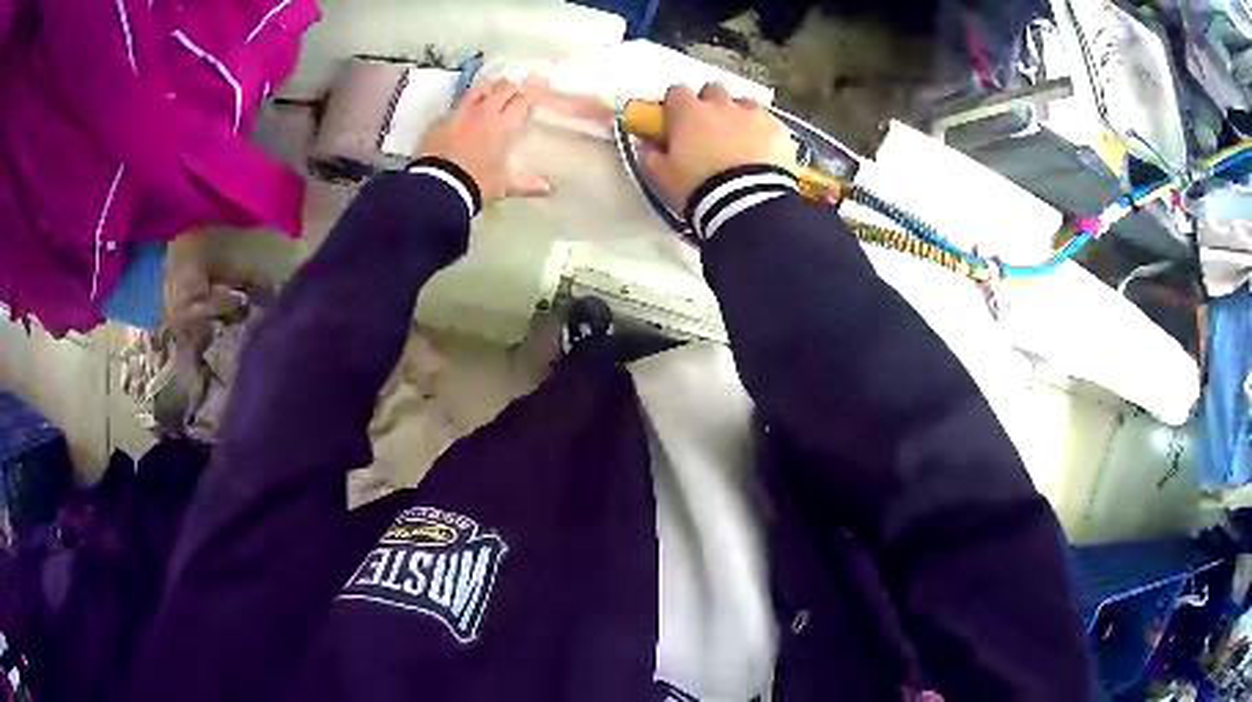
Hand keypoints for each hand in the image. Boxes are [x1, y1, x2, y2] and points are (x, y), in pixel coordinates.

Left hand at [418, 79, 551, 200]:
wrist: (438, 185)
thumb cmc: (477, 183)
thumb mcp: (504, 185)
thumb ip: (527, 184)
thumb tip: (548, 188)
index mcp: (504, 125)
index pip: (522, 101)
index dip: (532, 93)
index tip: (538, 86)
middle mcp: (485, 113)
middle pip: (502, 90)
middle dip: (511, 89)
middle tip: (515, 92)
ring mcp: (461, 113)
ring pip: (479, 90)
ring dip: (488, 89)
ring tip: (491, 92)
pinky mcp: (442, 120)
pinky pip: (457, 105)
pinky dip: (465, 105)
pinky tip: (464, 112)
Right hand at [641, 83, 795, 212]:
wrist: (746, 203)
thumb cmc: (698, 188)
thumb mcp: (662, 176)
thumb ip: (651, 154)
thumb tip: (647, 144)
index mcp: (689, 112)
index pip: (677, 92)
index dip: (677, 104)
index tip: (677, 120)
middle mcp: (721, 105)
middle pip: (713, 90)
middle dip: (710, 104)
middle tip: (710, 129)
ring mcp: (753, 114)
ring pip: (744, 103)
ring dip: (739, 115)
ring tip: (740, 140)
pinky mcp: (778, 129)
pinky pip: (769, 122)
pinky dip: (763, 132)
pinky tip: (763, 151)